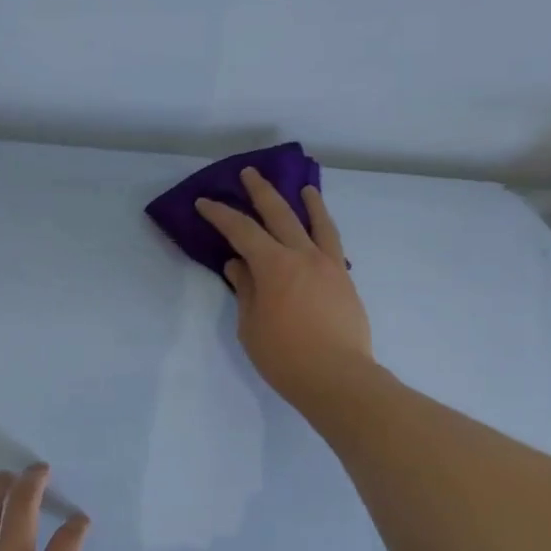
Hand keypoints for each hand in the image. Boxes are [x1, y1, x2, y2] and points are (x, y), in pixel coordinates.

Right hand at [195, 167, 373, 411]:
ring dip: (308, 202)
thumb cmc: (285, 357)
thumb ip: (246, 290)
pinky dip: (325, 230)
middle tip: (250, 174)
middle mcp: (303, 256)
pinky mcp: (345, 281)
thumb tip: (238, 265)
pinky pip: (333, 245)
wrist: (338, 377)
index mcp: (274, 266)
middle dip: (261, 192)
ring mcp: (329, 266)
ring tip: (304, 188)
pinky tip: (322, 231)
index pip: (242, 231)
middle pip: (280, 214)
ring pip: (318, 223)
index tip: (205, 202)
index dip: (221, 215)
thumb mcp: (251, 327)